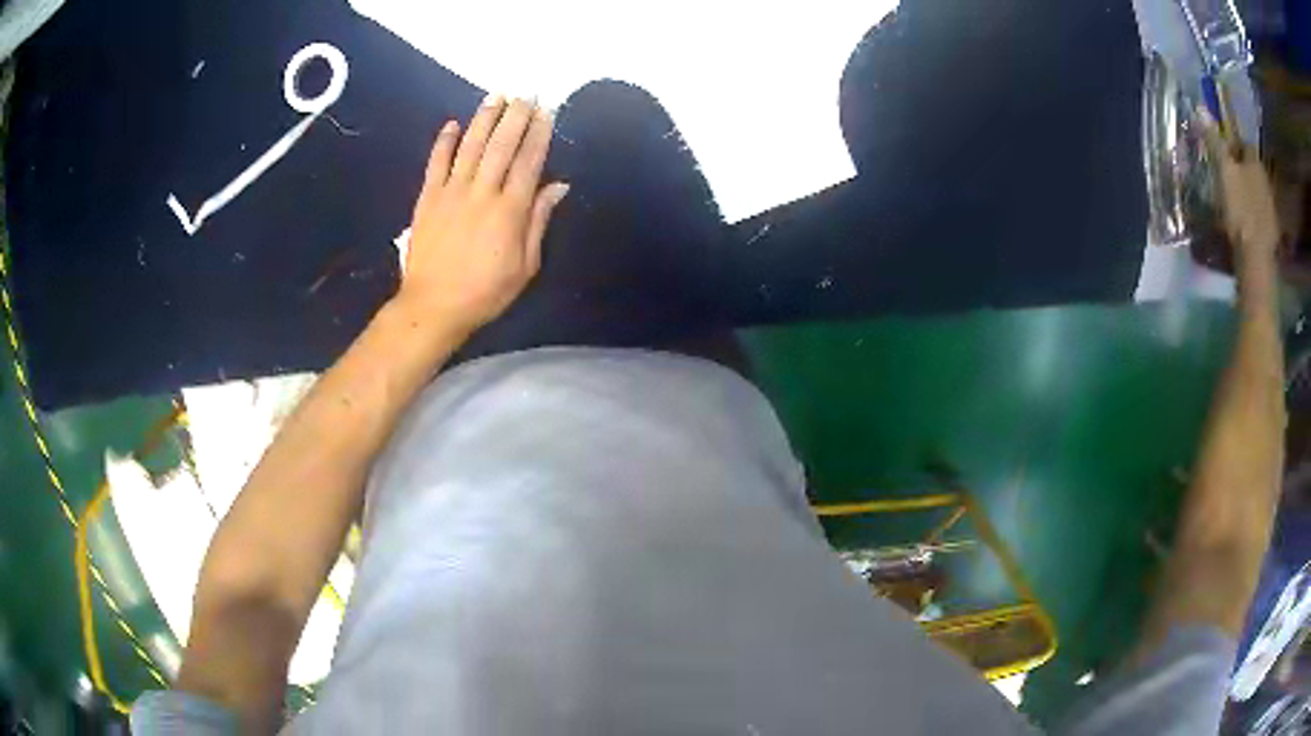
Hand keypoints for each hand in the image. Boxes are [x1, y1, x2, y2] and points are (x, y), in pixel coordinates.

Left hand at [396, 95, 568, 338]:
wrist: (433, 306)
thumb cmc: (485, 292)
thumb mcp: (525, 266)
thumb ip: (539, 221)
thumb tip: (558, 185)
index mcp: (510, 210)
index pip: (529, 161)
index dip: (539, 134)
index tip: (546, 112)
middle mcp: (482, 192)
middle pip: (501, 146)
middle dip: (515, 117)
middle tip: (525, 94)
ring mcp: (451, 192)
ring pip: (470, 146)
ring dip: (484, 119)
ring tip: (496, 96)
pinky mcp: (428, 198)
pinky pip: (436, 163)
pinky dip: (444, 142)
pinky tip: (452, 124)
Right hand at [1196, 105, 1278, 267]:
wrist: (1256, 260)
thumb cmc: (1240, 209)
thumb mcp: (1224, 171)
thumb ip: (1214, 141)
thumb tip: (1202, 109)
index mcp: (1256, 163)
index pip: (1245, 143)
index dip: (1234, 144)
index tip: (1223, 152)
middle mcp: (1266, 182)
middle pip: (1251, 168)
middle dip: (1241, 169)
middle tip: (1227, 177)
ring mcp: (1270, 210)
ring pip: (1255, 192)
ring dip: (1246, 193)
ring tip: (1233, 202)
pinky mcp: (1270, 233)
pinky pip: (1259, 215)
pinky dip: (1251, 215)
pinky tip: (1243, 224)